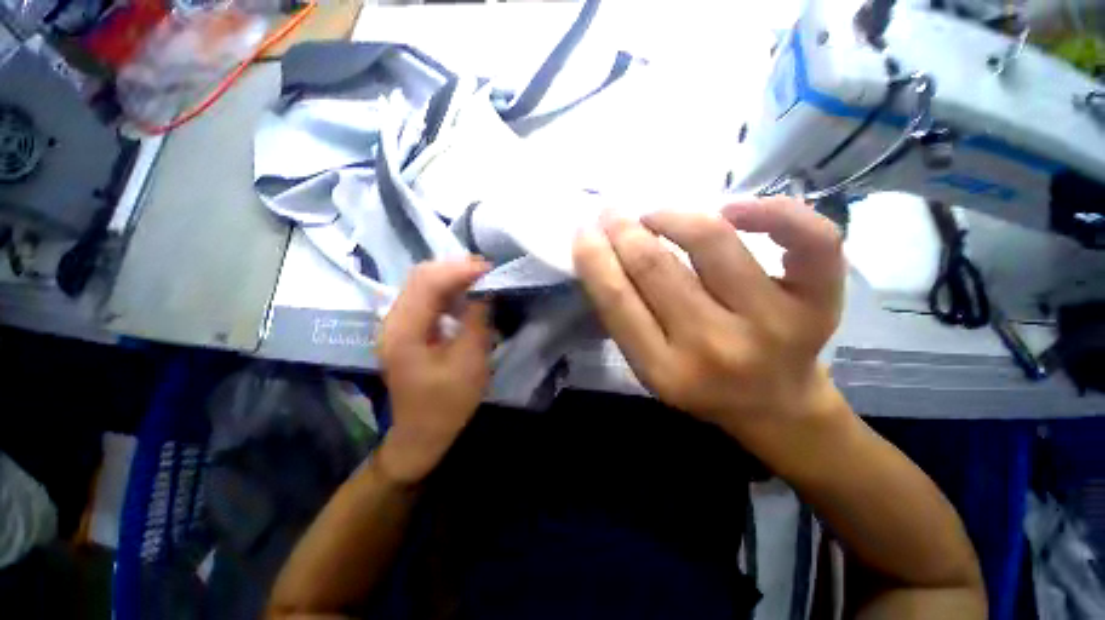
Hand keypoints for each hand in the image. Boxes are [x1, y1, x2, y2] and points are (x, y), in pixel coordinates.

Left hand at [374, 259, 492, 484]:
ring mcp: (398, 323)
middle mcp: (393, 320)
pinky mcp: (408, 328)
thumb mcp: (469, 361)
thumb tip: (485, 289)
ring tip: (482, 279)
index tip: (492, 269)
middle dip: (457, 268)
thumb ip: (476, 320)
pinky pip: (428, 297)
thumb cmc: (447, 403)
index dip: (461, 270)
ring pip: (424, 284)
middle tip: (489, 271)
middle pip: (421, 276)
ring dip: (454, 277)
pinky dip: (450, 290)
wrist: (422, 433)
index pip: (428, 282)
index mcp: (403, 331)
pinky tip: (467, 295)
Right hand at [572, 197, 846, 447]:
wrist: (775, 405)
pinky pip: (809, 240)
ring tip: (655, 215)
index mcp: (665, 370)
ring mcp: (773, 323)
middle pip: (657, 268)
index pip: (617, 300)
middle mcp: (715, 347)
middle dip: (623, 230)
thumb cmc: (702, 385)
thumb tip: (604, 255)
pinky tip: (735, 210)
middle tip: (611, 212)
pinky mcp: (818, 302)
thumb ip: (625, 319)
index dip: (594, 257)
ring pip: (714, 242)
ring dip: (672, 216)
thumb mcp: (650, 367)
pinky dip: (773, 211)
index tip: (583, 230)